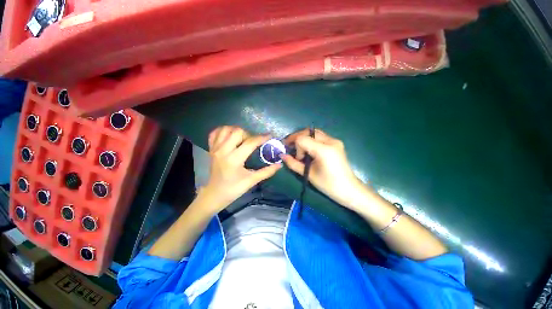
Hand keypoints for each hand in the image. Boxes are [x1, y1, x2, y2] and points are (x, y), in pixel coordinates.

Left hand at [200, 126, 281, 212]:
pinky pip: (215, 133)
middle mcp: (223, 150)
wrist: (214, 195)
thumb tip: (279, 165)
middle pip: (237, 131)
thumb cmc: (233, 189)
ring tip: (242, 139)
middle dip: (248, 134)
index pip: (250, 142)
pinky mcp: (211, 149)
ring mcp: (215, 149)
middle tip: (253, 142)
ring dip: (236, 131)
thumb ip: (266, 172)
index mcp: (234, 159)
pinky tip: (230, 136)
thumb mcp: (251, 181)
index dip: (262, 138)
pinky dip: (223, 131)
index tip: (270, 136)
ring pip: (226, 129)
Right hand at [282, 129, 366, 209]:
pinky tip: (309, 150)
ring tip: (299, 149)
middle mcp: (331, 141)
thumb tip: (282, 156)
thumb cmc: (328, 185)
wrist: (349, 190)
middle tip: (290, 147)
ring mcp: (335, 141)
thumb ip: (293, 163)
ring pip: (314, 133)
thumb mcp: (309, 174)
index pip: (302, 138)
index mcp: (324, 150)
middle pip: (308, 132)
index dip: (295, 146)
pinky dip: (311, 141)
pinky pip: (320, 137)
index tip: (296, 158)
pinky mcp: (336, 143)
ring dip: (304, 138)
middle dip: (297, 138)